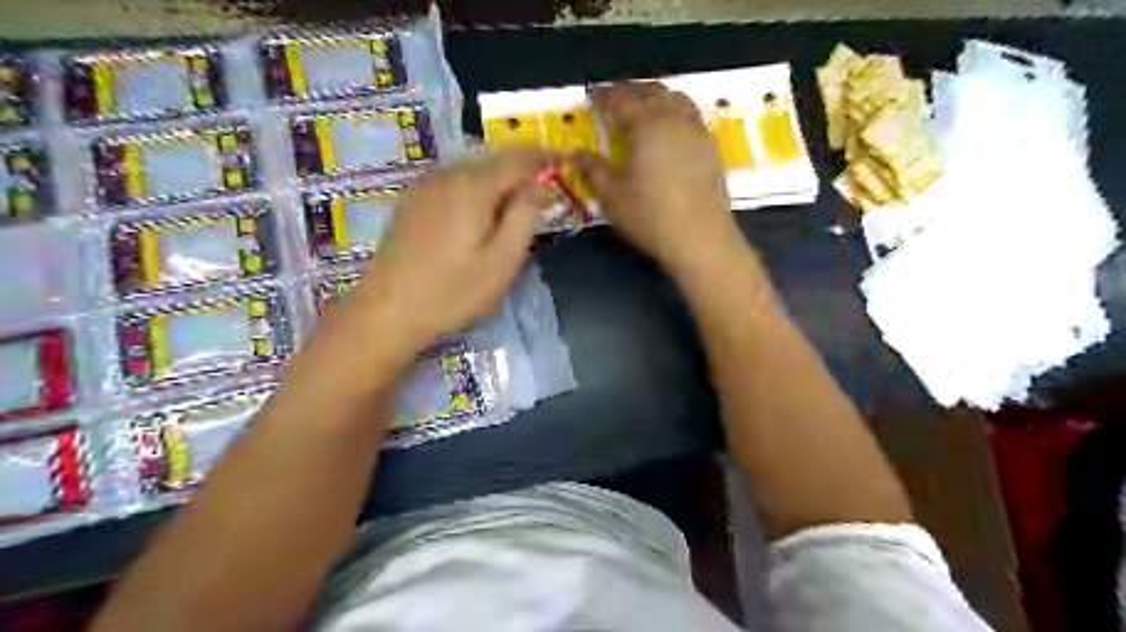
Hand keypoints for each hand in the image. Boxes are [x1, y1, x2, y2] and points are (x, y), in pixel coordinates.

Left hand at [343, 149, 553, 355]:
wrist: (387, 311)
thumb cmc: (452, 292)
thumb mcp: (502, 261)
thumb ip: (525, 217)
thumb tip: (541, 186)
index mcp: (473, 186)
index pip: (519, 157)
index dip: (544, 159)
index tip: (563, 165)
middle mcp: (447, 174)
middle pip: (494, 163)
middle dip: (520, 177)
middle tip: (536, 208)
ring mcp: (424, 186)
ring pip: (472, 174)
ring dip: (496, 188)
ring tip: (505, 222)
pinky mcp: (412, 201)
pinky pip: (453, 185)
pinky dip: (473, 195)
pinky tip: (472, 225)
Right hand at [575, 79, 745, 272]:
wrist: (700, 237)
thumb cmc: (650, 217)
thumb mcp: (612, 197)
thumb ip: (594, 171)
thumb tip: (577, 155)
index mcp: (646, 125)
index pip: (621, 99)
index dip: (603, 96)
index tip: (590, 99)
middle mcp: (674, 119)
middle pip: (651, 92)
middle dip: (630, 91)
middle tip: (614, 100)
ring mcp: (697, 132)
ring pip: (677, 99)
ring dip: (657, 98)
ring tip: (644, 109)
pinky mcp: (712, 148)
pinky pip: (692, 117)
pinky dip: (676, 114)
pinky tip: (670, 132)